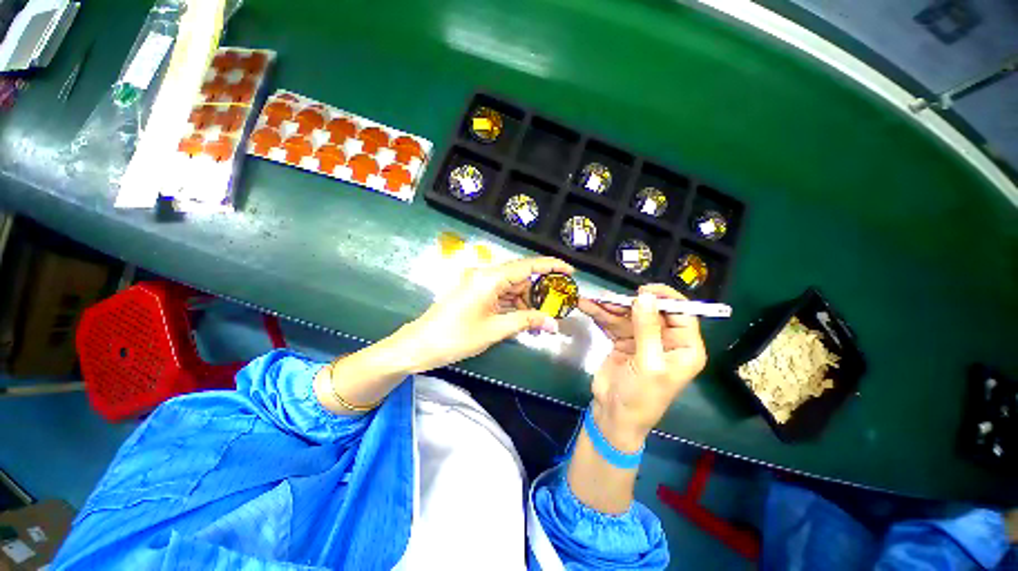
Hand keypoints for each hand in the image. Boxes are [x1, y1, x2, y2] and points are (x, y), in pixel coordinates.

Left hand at [393, 256, 573, 371]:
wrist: (420, 345)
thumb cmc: (456, 337)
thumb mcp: (495, 330)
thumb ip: (526, 322)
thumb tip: (554, 324)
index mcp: (489, 278)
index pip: (526, 266)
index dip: (550, 266)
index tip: (570, 270)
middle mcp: (485, 275)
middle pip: (520, 277)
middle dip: (539, 292)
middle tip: (557, 306)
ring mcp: (479, 284)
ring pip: (511, 288)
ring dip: (527, 302)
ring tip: (542, 319)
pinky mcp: (475, 293)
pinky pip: (501, 295)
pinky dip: (513, 306)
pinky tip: (525, 319)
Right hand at [578, 284, 706, 449]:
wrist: (613, 416)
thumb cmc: (640, 397)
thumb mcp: (648, 364)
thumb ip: (648, 329)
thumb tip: (645, 297)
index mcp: (684, 347)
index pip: (683, 315)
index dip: (665, 299)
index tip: (642, 291)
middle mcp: (666, 340)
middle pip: (650, 311)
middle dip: (628, 303)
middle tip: (608, 299)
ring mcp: (642, 339)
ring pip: (628, 315)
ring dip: (609, 307)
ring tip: (590, 301)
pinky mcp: (623, 341)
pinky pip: (613, 322)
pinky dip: (600, 315)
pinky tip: (587, 306)